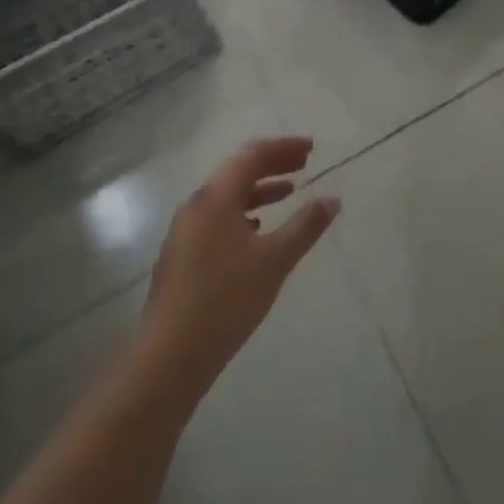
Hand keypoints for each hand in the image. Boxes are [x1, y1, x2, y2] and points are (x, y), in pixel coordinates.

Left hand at [138, 138, 339, 401]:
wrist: (170, 355)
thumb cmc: (227, 299)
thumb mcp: (275, 260)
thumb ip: (305, 226)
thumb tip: (332, 199)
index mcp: (216, 197)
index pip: (252, 155)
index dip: (283, 148)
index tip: (312, 148)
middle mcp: (196, 204)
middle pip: (237, 171)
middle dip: (272, 164)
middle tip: (305, 164)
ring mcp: (185, 230)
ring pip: (227, 196)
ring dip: (258, 189)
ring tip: (288, 192)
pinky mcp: (181, 253)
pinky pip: (218, 216)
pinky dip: (243, 211)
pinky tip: (257, 230)